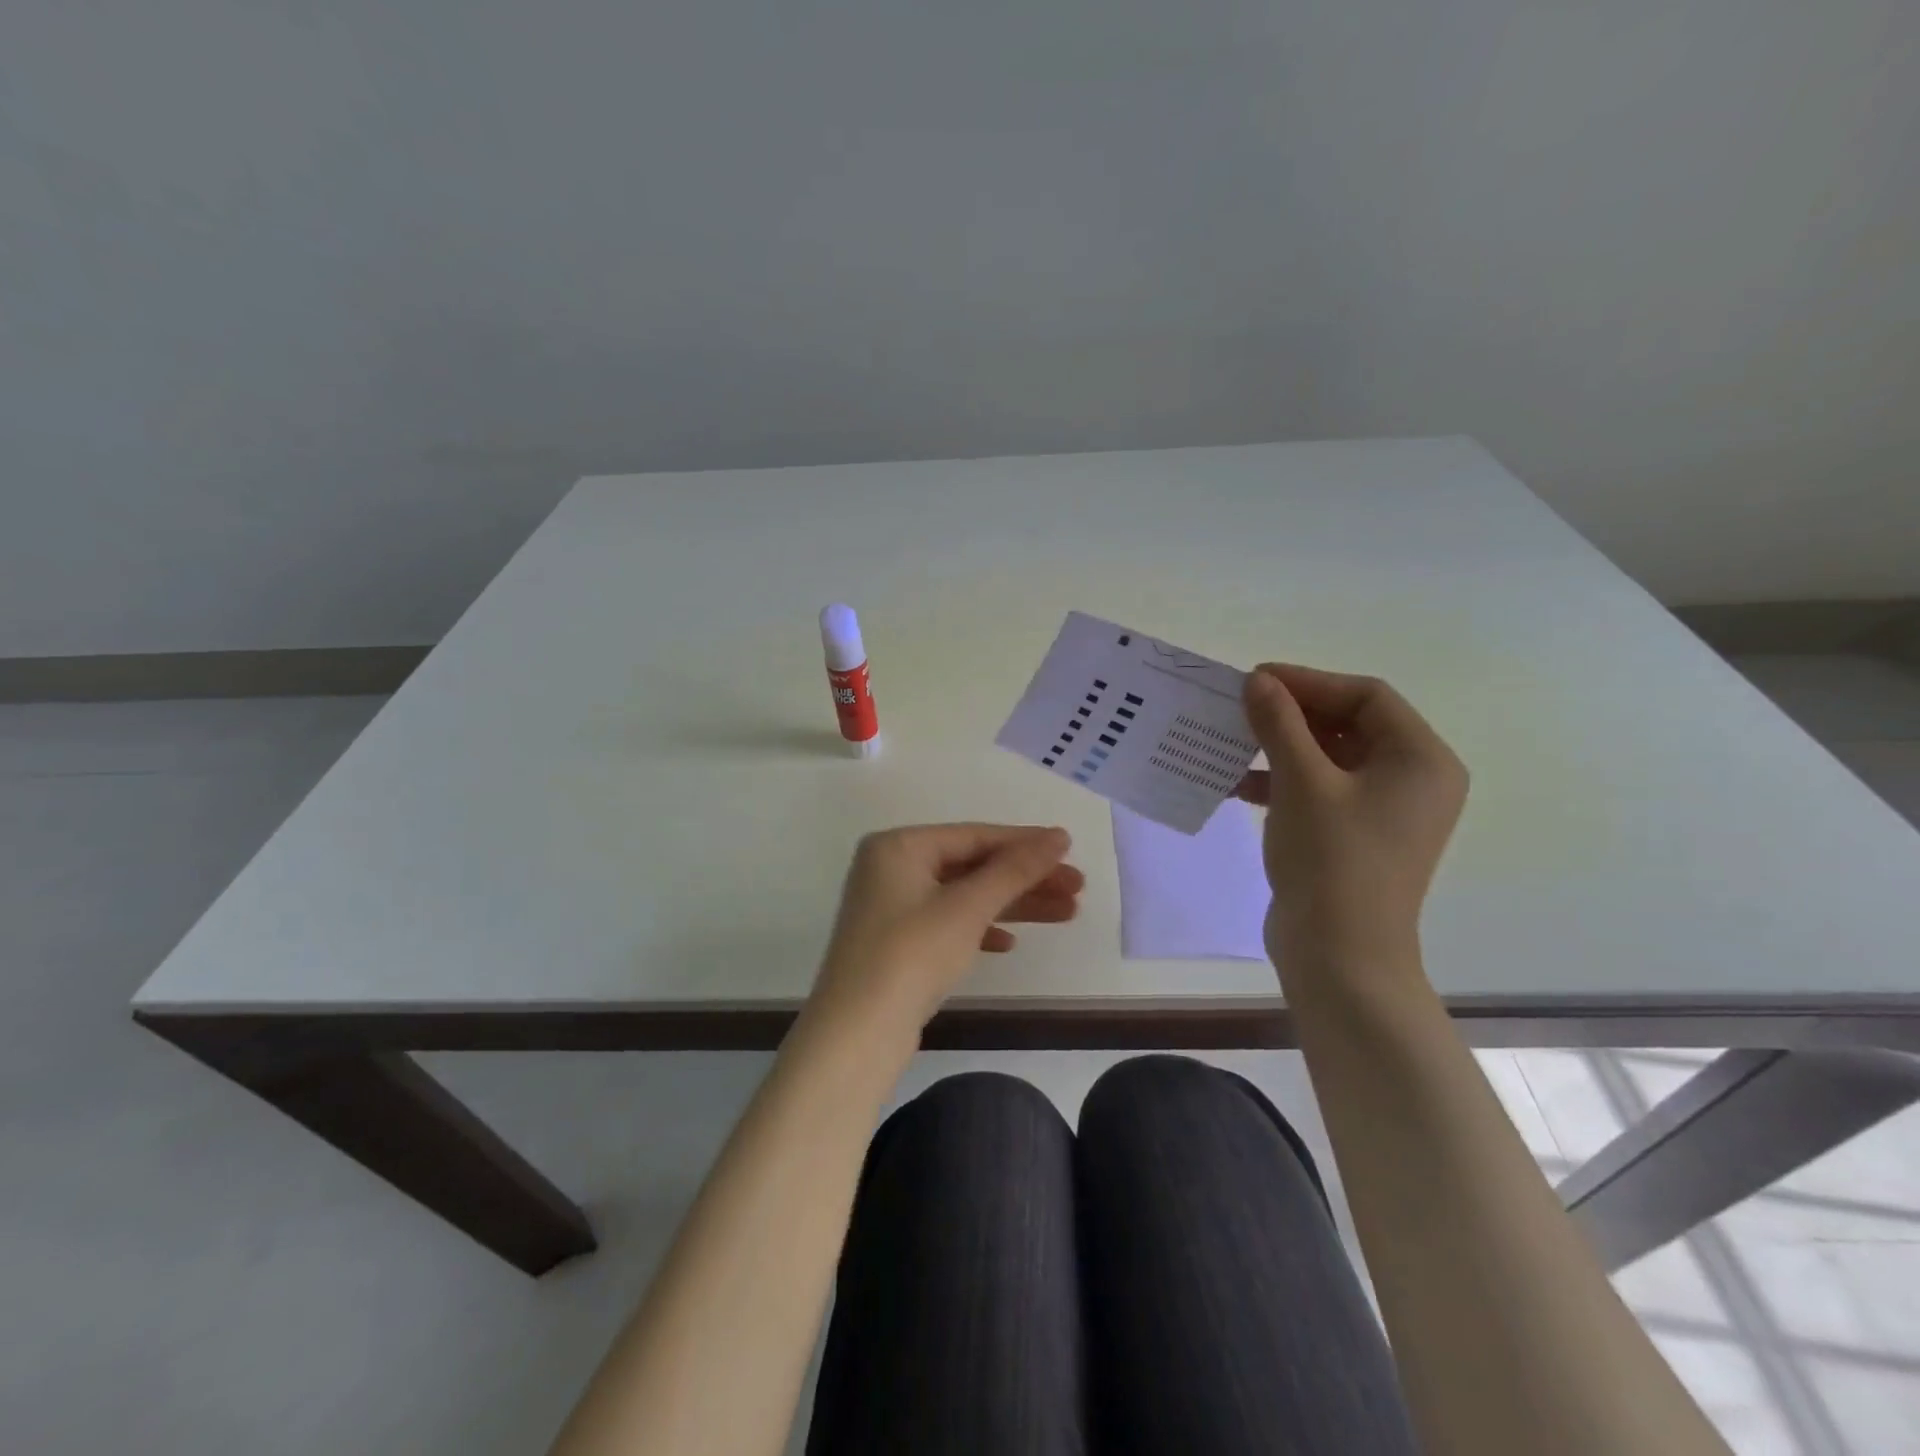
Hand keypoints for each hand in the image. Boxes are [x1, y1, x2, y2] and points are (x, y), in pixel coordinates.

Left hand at [809, 824, 1082, 1044]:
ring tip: (1067, 913)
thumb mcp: (967, 907)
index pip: (974, 835)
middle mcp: (891, 867)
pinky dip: (981, 929)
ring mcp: (892, 907)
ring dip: (1013, 904)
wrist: (856, 1035)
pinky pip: (948, 922)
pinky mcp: (897, 942)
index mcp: (899, 846)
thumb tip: (1058, 837)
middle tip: (1077, 888)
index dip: (1025, 842)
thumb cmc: (911, 955)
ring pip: (964, 896)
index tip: (1070, 848)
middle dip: (1025, 878)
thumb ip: (1014, 869)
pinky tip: (1010, 945)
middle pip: (971, 865)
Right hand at [1235, 664, 1467, 978]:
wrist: (1339, 955)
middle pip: (1349, 724)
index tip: (1255, 680)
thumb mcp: (1301, 781)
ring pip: (1330, 758)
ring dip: (1281, 747)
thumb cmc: (1331, 859)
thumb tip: (1257, 680)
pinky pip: (1321, 790)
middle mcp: (1412, 780)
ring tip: (1233, 743)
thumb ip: (1279, 724)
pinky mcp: (1357, 835)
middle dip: (1291, 714)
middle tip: (1240, 708)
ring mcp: (1386, 811)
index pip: (1366, 696)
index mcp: (1420, 759)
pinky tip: (1239, 784)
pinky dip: (1283, 781)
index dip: (1308, 682)